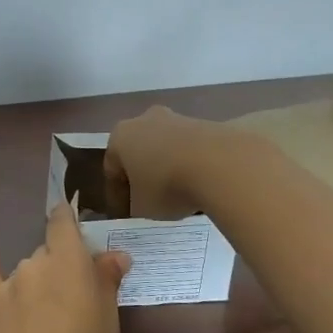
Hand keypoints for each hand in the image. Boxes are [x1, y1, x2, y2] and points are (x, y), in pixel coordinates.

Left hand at [0, 205, 132, 332]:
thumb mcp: (108, 324)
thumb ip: (106, 282)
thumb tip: (115, 254)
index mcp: (69, 263)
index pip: (64, 223)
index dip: (70, 220)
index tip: (76, 224)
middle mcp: (35, 263)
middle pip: (48, 254)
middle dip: (61, 269)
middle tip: (74, 304)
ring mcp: (8, 283)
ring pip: (26, 269)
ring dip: (37, 282)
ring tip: (48, 321)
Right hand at [103, 106, 223, 218]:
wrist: (220, 165)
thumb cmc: (167, 186)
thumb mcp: (142, 208)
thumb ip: (136, 206)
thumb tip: (143, 204)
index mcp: (120, 137)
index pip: (112, 170)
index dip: (117, 195)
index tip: (126, 214)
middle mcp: (145, 120)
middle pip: (140, 152)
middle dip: (144, 175)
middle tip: (151, 201)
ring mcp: (178, 118)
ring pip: (167, 148)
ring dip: (169, 169)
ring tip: (181, 197)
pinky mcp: (207, 123)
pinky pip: (192, 150)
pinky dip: (193, 166)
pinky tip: (201, 186)